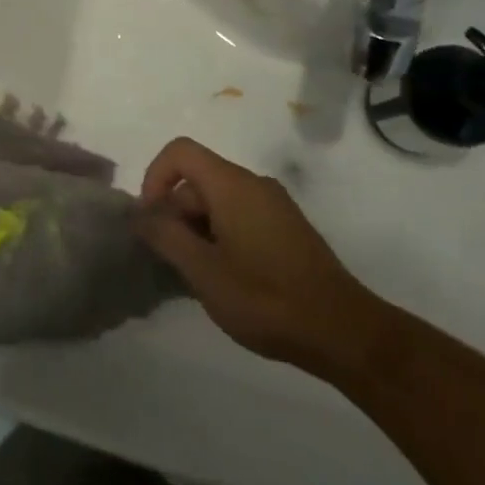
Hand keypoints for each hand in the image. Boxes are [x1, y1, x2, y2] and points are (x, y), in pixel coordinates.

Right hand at [137, 137, 381, 379]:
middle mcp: (254, 183)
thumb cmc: (267, 299)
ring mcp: (274, 205)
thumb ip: (165, 236)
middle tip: (173, 261)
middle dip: (176, 213)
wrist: (345, 333)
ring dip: (197, 229)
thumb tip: (140, 214)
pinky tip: (226, 278)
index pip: (180, 152)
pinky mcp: (287, 228)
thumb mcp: (204, 271)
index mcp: (232, 184)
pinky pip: (240, 215)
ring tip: (198, 276)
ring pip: (218, 200)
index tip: (152, 220)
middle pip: (198, 179)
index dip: (155, 177)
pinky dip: (220, 236)